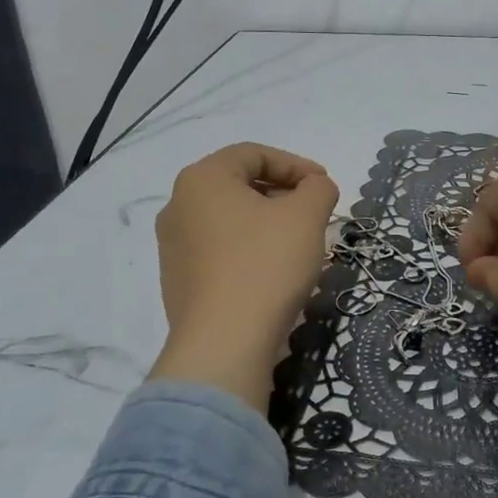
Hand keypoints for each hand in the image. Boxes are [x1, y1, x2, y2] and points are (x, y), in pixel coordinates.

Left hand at [149, 143, 339, 411]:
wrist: (224, 344)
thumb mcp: (306, 216)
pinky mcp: (177, 281)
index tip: (324, 185)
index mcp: (202, 178)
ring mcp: (172, 246)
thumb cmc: (265, 265)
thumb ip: (318, 188)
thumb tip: (315, 187)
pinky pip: (219, 251)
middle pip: (238, 184)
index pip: (253, 154)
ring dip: (266, 223)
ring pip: (229, 219)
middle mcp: (178, 205)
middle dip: (282, 194)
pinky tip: (273, 272)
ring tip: (298, 243)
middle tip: (314, 213)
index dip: (295, 164)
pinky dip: (248, 250)